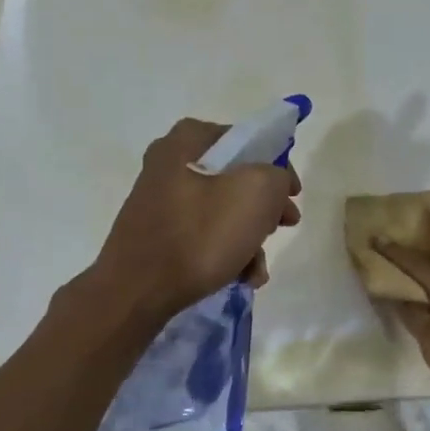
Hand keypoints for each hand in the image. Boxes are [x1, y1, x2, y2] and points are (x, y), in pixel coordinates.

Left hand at [92, 119, 301, 323]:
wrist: (136, 291)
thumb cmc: (201, 233)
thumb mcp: (258, 192)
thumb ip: (278, 176)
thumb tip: (273, 186)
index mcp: (189, 139)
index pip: (248, 140)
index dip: (278, 166)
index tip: (292, 195)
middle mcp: (170, 162)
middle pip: (236, 177)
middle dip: (265, 207)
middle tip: (284, 226)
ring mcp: (160, 199)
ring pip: (222, 209)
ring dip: (249, 237)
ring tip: (258, 269)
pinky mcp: (156, 233)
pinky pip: (202, 233)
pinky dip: (226, 251)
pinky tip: (241, 277)